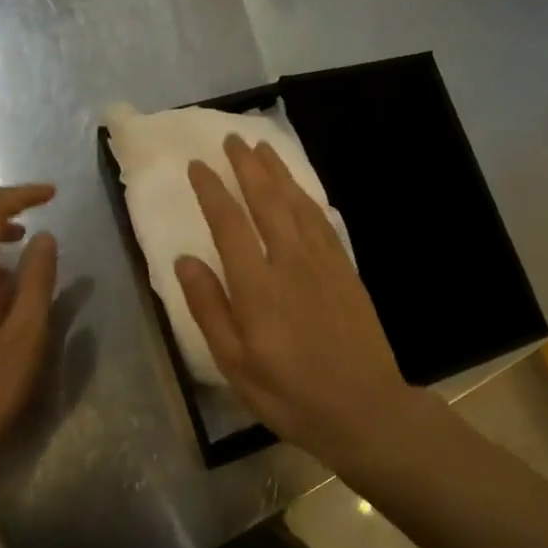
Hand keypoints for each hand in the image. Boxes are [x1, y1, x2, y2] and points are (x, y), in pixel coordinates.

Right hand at [174, 136, 414, 463]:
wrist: (363, 407)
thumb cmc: (289, 394)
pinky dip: (307, 196)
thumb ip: (209, 308)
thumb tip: (185, 259)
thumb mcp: (235, 363)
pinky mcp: (345, 269)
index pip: (229, 224)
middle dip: (247, 167)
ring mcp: (323, 262)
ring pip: (297, 203)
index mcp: (257, 287)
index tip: (197, 165)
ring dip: (278, 172)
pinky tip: (299, 189)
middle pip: (266, 201)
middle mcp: (290, 262)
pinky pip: (322, 220)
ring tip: (262, 148)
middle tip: (231, 139)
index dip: (211, 191)